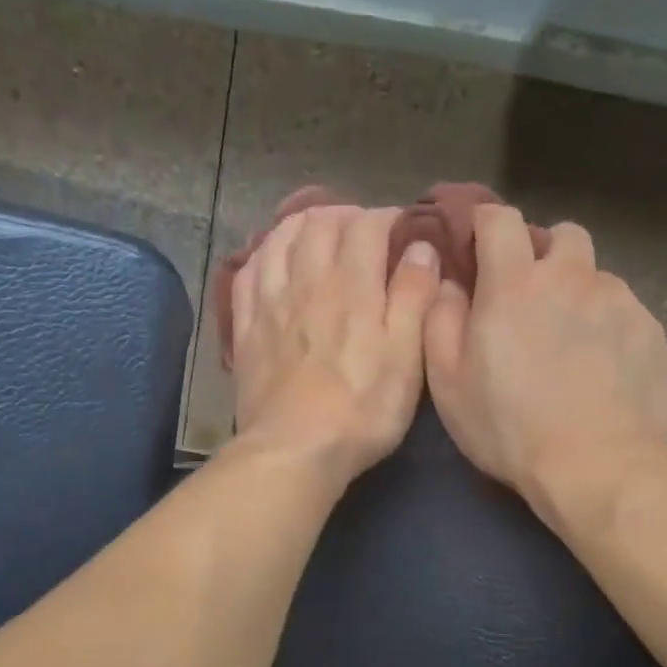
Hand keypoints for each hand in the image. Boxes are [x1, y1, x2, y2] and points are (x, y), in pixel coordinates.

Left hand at [231, 205, 440, 485]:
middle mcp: (307, 280)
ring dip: (303, 225)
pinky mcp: (245, 327)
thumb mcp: (407, 357)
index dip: (388, 218)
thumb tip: (421, 247)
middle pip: (320, 223)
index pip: (367, 225)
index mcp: (353, 286)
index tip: (403, 229)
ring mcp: (270, 302)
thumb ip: (415, 296)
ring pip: (280, 238)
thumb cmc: (362, 410)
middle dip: (346, 215)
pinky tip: (273, 259)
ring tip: (320, 233)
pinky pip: (248, 270)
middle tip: (363, 230)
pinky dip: (264, 252)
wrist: (294, 450)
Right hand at [425, 205, 666, 503]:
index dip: (486, 224)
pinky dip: (608, 325)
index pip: (501, 220)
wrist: (597, 466)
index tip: (479, 245)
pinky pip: (625, 310)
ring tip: (571, 342)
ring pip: (596, 275)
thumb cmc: (509, 429)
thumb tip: (450, 284)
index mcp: (514, 284)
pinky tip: (602, 368)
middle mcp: (570, 277)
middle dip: (544, 253)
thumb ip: (440, 321)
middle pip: (562, 235)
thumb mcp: (449, 384)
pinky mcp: (650, 329)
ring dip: (578, 293)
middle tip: (531, 297)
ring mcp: (618, 300)